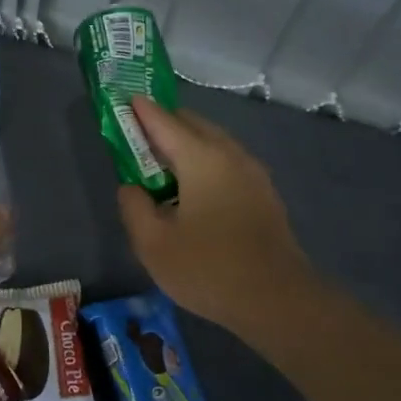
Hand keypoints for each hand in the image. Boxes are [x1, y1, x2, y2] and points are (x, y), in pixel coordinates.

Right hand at [116, 97, 314, 339]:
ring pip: (213, 142)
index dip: (140, 110)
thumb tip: (132, 187)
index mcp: (202, 159)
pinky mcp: (263, 194)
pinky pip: (226, 162)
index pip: (164, 122)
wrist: (277, 301)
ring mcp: (253, 174)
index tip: (122, 99)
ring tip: (161, 160)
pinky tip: (192, 186)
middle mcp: (231, 155)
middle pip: (192, 125)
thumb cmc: (209, 269)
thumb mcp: (153, 243)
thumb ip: (134, 207)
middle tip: (136, 133)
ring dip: (185, 143)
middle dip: (164, 122)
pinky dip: (204, 160)